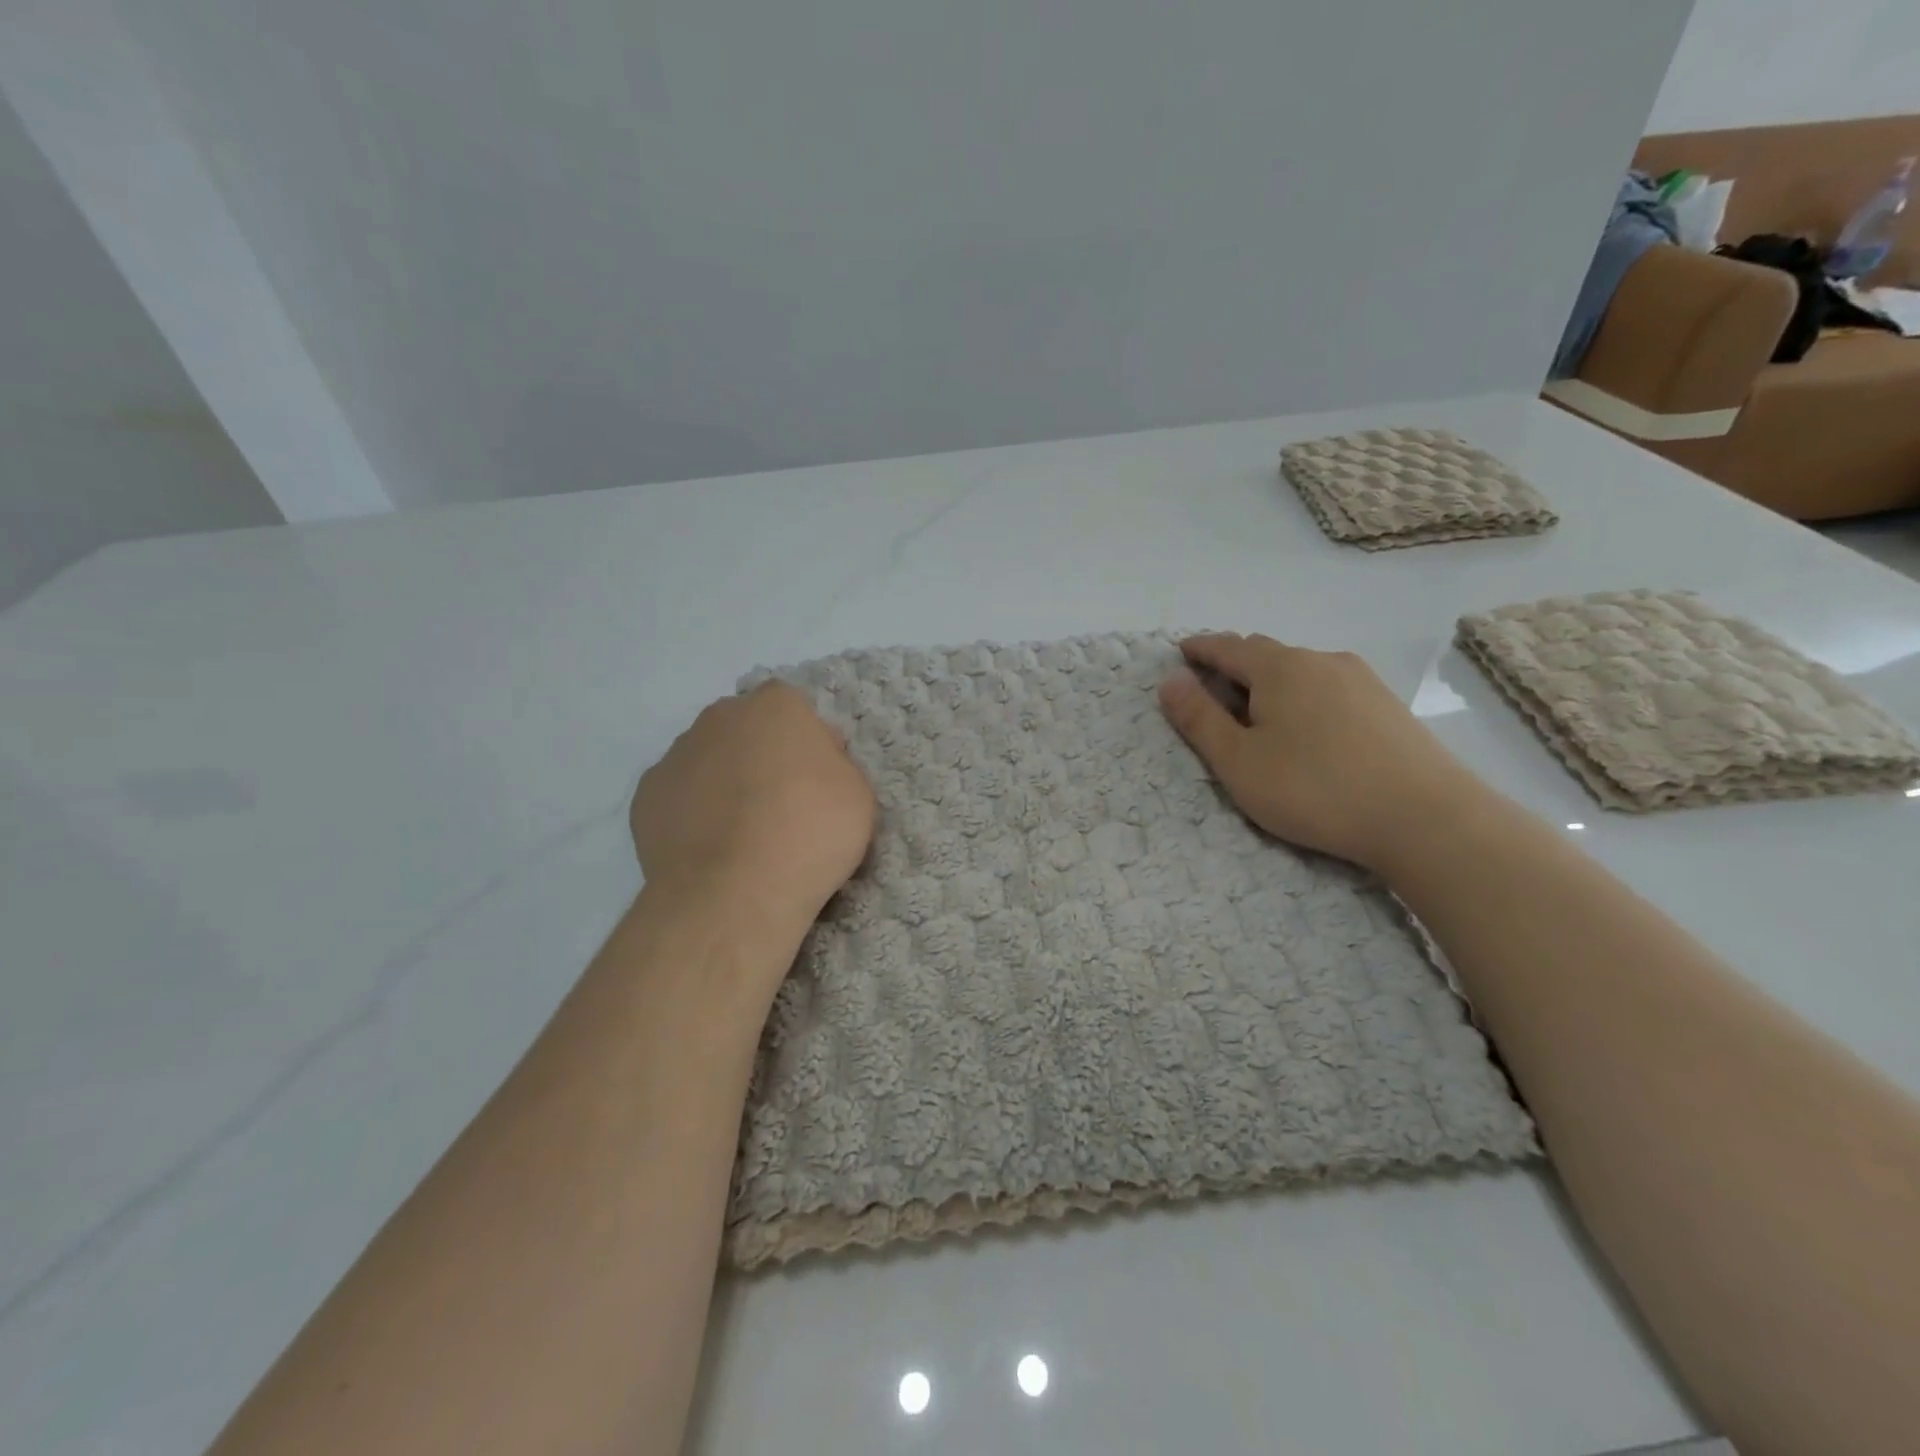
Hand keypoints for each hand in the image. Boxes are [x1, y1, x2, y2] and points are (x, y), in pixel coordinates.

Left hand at [631, 683, 875, 935]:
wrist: (734, 892)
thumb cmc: (810, 832)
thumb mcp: (858, 794)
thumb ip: (835, 764)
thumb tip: (811, 762)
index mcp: (776, 706)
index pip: (795, 709)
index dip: (808, 743)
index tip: (818, 781)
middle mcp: (720, 717)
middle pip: (747, 728)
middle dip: (762, 755)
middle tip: (782, 804)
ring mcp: (676, 755)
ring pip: (709, 759)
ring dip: (725, 782)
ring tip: (743, 834)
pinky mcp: (646, 796)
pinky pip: (680, 796)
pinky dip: (694, 814)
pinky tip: (711, 848)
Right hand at [1158, 633, 1479, 871]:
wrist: (1425, 818)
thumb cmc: (1314, 789)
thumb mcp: (1238, 761)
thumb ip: (1198, 719)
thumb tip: (1170, 680)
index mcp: (1280, 668)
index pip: (1227, 647)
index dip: (1200, 649)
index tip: (1181, 652)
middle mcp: (1321, 660)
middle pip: (1265, 654)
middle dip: (1234, 666)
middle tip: (1213, 691)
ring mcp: (1361, 680)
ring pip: (1301, 671)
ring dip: (1271, 683)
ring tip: (1260, 715)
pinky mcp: (1387, 705)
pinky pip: (1329, 688)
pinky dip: (1304, 698)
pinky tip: (1309, 730)